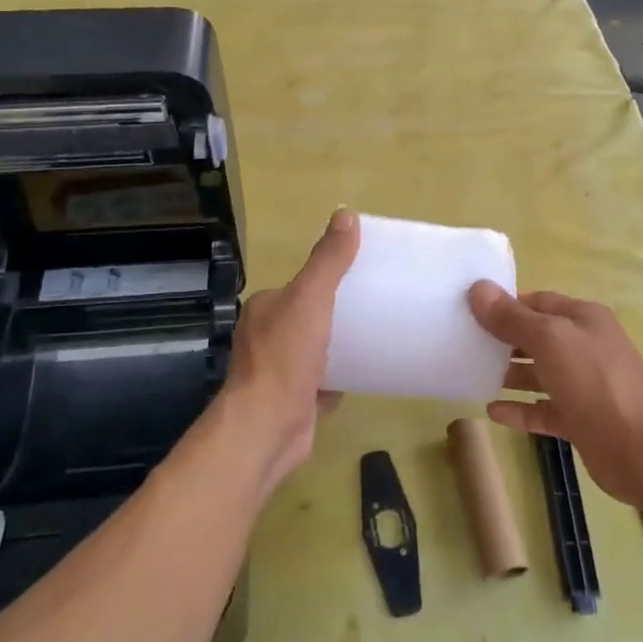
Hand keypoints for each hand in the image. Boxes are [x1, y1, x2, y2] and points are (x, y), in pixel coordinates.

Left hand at [219, 209, 360, 497]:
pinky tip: (367, 373)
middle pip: (307, 317)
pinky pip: (323, 384)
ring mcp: (279, 373)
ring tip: (377, 336)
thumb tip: (346, 214)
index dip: (326, 279)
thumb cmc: (285, 357)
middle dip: (335, 313)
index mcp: (265, 309)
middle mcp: (266, 338)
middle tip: (376, 306)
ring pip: (315, 351)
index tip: (360, 275)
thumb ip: (328, 260)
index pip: (298, 285)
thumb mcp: (311, 297)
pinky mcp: (295, 403)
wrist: (268, 428)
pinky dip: (341, 378)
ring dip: (339, 345)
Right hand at [468, 283, 642, 506]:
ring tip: (472, 375)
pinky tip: (492, 412)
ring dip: (509, 375)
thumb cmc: (594, 381)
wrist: (640, 449)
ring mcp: (584, 385)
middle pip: (538, 337)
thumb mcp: (550, 340)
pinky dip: (520, 409)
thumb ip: (512, 317)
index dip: (506, 304)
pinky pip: (543, 409)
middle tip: (464, 343)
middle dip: (504, 339)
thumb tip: (478, 288)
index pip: (538, 302)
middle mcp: (585, 347)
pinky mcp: (580, 419)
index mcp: (583, 319)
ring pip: (540, 374)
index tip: (470, 309)